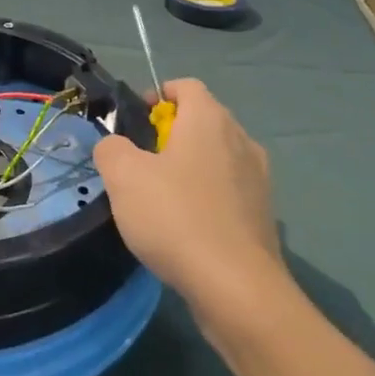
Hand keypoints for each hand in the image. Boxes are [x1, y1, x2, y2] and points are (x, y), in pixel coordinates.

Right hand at [93, 79, 286, 319]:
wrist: (237, 288)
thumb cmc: (176, 218)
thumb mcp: (123, 177)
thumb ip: (111, 148)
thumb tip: (115, 146)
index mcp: (209, 120)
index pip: (186, 86)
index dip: (158, 95)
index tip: (135, 122)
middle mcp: (240, 139)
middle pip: (203, 119)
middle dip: (170, 133)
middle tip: (141, 162)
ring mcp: (258, 178)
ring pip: (217, 156)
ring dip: (189, 167)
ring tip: (161, 198)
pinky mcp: (263, 214)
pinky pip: (229, 190)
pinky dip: (207, 196)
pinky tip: (187, 227)